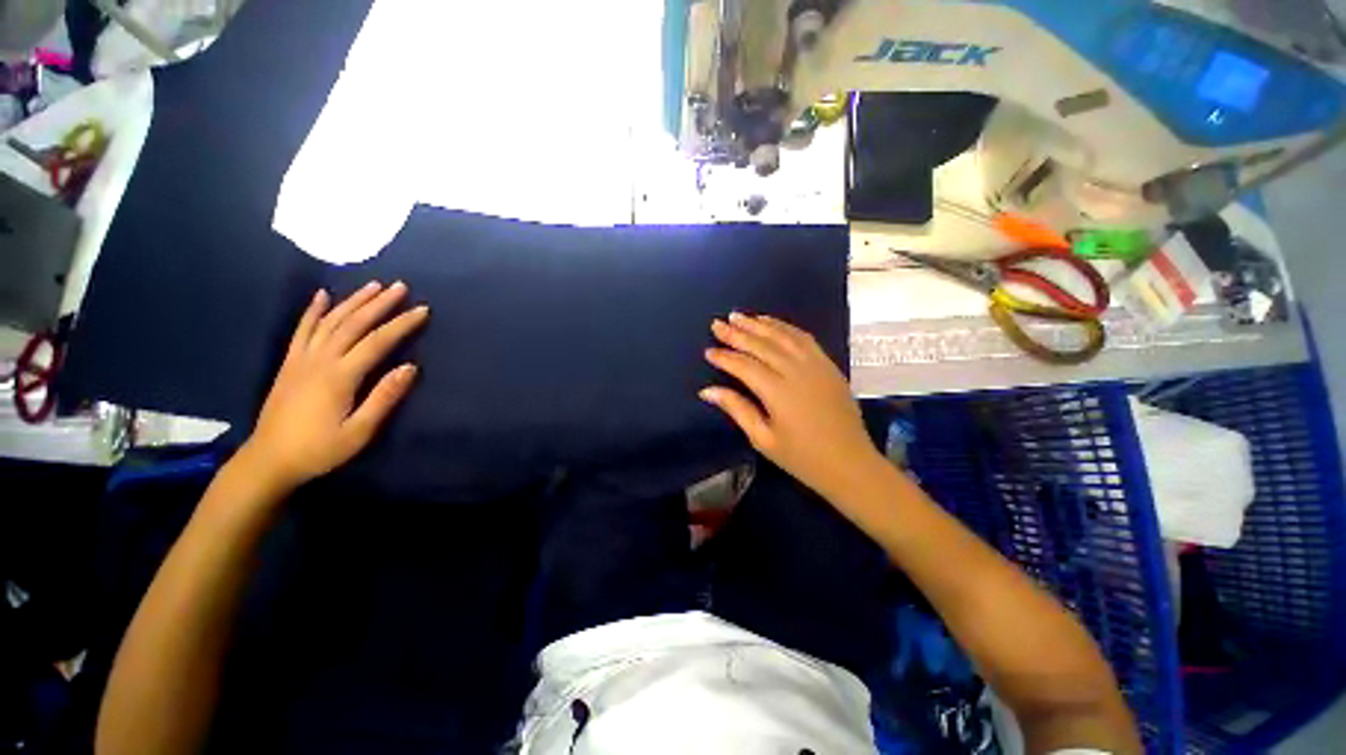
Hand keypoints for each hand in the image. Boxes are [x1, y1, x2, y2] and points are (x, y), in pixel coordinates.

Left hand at [237, 281, 428, 491]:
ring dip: (352, 301)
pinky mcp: (290, 363)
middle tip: (400, 286)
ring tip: (373, 285)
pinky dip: (313, 311)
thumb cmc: (319, 450)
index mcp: (339, 376)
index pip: (377, 342)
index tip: (422, 310)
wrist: (269, 461)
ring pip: (329, 321)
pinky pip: (301, 330)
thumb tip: (411, 368)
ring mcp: (301, 359)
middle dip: (379, 303)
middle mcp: (319, 360)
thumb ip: (384, 398)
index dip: (401, 324)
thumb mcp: (359, 432)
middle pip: (353, 324)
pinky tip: (322, 296)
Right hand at [701, 313, 883, 502]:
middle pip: (762, 345)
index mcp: (778, 392)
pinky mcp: (829, 365)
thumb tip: (707, 391)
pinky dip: (785, 327)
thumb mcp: (763, 439)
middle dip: (737, 333)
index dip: (725, 357)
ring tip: (740, 316)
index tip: (708, 351)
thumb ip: (737, 409)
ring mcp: (816, 365)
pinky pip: (804, 338)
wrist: (850, 463)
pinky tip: (772, 323)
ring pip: (783, 336)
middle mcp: (797, 371)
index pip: (744, 366)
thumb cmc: (802, 457)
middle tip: (718, 323)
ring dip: (759, 324)